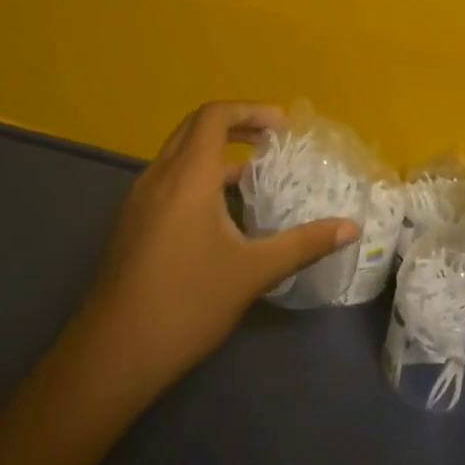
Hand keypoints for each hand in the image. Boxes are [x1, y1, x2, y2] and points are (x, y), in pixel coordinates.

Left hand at [83, 101, 359, 394]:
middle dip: (235, 126)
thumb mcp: (253, 272)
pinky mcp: (132, 225)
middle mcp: (158, 177)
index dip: (249, 110)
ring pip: (179, 157)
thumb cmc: (187, 303)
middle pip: (194, 129)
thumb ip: (304, 244)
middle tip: (271, 141)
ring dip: (216, 155)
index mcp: (186, 176)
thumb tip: (351, 227)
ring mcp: (139, 202)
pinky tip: (222, 217)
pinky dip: (198, 179)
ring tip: (253, 179)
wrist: (113, 355)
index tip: (282, 126)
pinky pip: (169, 182)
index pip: (213, 115)